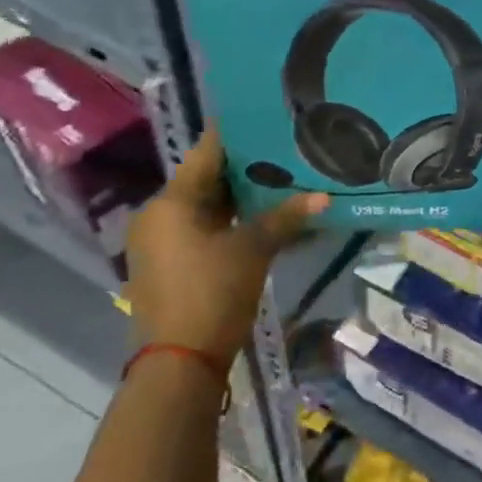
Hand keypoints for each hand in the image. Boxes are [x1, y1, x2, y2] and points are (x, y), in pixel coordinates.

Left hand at [125, 128, 327, 360]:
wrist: (179, 363)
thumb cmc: (212, 293)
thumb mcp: (253, 250)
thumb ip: (286, 217)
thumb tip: (324, 196)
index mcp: (171, 201)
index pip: (207, 152)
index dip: (238, 135)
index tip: (268, 119)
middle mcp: (158, 215)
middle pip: (206, 180)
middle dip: (245, 169)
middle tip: (285, 152)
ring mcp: (159, 242)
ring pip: (205, 207)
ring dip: (239, 197)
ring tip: (281, 182)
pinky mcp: (167, 264)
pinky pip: (200, 229)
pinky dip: (228, 221)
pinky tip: (262, 219)